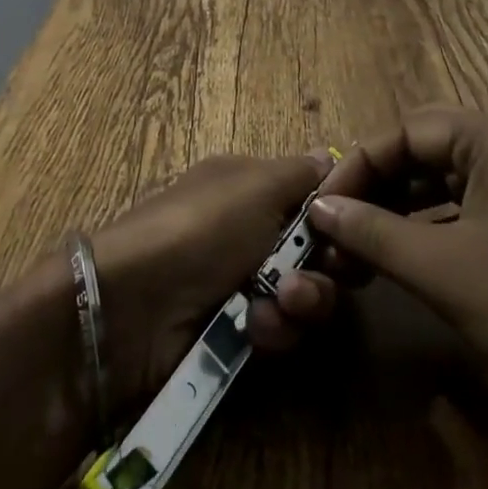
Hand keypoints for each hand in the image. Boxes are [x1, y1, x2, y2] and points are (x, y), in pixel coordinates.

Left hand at [91, 151, 339, 406]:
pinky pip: (278, 331)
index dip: (338, 216)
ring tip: (278, 305)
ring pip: (303, 297)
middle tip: (317, 273)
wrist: (135, 305)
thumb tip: (329, 156)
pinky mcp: (234, 332)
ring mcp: (241, 283)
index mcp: (250, 186)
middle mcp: (250, 230)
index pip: (312, 199)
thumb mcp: (256, 185)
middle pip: (316, 252)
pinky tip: (253, 328)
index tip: (353, 229)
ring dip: (301, 303)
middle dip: (326, 268)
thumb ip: (301, 173)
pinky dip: (272, 330)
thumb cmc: (202, 228)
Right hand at [308, 107, 487, 420]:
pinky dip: (428, 232)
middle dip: (375, 190)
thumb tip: (317, 208)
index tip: (320, 208)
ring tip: (356, 251)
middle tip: (334, 228)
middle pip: (424, 154)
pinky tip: (398, 261)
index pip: (407, 132)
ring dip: (397, 213)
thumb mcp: (442, 269)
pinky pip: (466, 212)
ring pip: (443, 185)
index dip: (357, 167)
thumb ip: (371, 231)